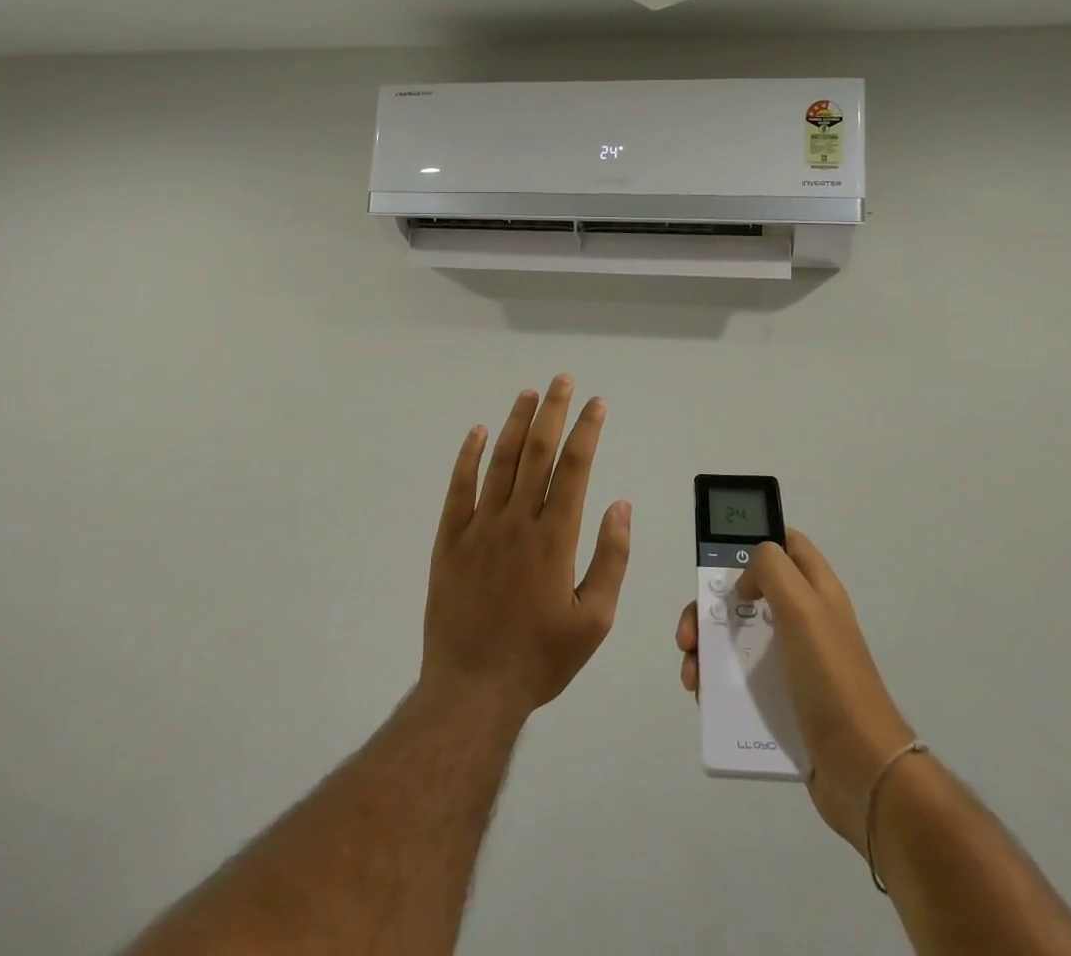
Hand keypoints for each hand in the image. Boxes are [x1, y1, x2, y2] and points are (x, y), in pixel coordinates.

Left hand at [423, 376, 631, 720]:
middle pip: (538, 453)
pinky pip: (458, 489)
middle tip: (562, 380)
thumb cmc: (540, 658)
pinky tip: (476, 432)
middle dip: (553, 412)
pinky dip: (467, 457)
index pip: (575, 468)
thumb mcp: (594, 620)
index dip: (587, 430)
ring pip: (499, 462)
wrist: (473, 691)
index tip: (596, 403)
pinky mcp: (449, 541)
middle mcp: (518, 521)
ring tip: (529, 394)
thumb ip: (611, 559)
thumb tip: (620, 505)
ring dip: (515, 424)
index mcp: (555, 537)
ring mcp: (479, 528)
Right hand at [676, 530, 911, 852]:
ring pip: (738, 636)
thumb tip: (745, 579)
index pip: (787, 544)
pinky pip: (740, 679)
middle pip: (749, 592)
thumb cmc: (831, 679)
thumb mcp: (803, 608)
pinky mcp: (782, 701)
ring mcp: (793, 662)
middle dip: (711, 604)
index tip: (719, 557)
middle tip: (690, 629)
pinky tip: (702, 696)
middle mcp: (804, 620)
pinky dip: (716, 681)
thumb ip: (772, 570)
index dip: (755, 539)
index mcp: (816, 590)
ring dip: (706, 646)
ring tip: (692, 671)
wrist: (861, 770)